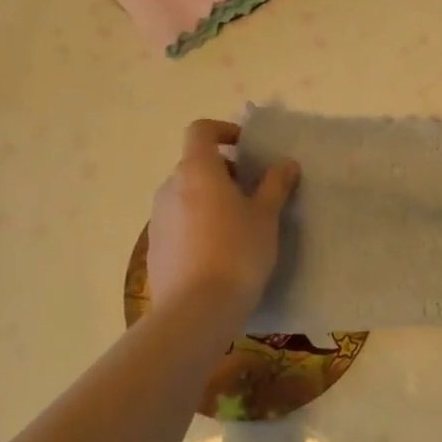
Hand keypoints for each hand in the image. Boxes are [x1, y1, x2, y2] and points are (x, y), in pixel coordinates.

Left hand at [148, 119, 298, 312]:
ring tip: (239, 225)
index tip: (247, 148)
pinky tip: (219, 252)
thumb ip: (276, 184)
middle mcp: (171, 187)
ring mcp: (158, 219)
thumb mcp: (266, 216)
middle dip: (224, 171)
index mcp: (197, 170)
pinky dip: (198, 224)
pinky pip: (179, 223)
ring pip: (187, 195)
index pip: (200, 131)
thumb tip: (286, 164)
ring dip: (210, 199)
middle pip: (195, 164)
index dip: (224, 131)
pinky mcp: (155, 248)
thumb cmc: (237, 251)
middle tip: (252, 193)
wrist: (196, 310)